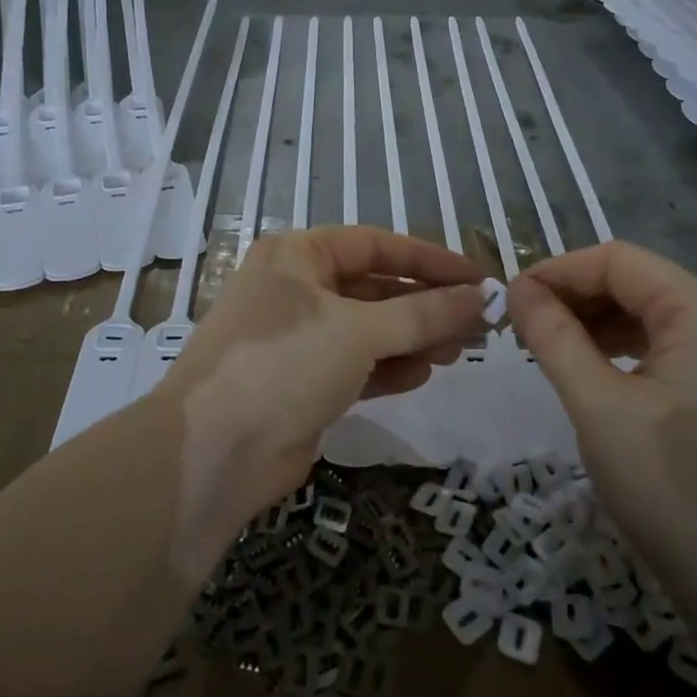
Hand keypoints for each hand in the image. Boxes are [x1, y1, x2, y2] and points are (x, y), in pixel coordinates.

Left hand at [159, 227, 483, 499]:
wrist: (214, 451)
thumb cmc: (284, 364)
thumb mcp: (359, 331)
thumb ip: (424, 313)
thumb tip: (482, 296)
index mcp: (298, 256)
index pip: (376, 245)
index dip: (430, 260)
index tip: (478, 279)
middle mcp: (296, 289)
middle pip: (376, 288)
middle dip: (426, 305)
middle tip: (478, 324)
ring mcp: (298, 338)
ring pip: (370, 329)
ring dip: (414, 338)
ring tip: (460, 351)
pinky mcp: (303, 382)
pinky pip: (357, 364)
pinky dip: (389, 367)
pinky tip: (422, 375)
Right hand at [508, 243, 696, 629]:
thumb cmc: (670, 488)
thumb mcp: (598, 407)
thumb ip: (554, 337)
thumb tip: (516, 290)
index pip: (616, 260)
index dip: (557, 271)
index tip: (508, 299)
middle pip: (633, 281)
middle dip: (572, 294)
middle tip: (520, 325)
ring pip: (645, 312)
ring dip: (591, 320)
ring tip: (543, 345)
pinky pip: (660, 343)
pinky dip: (616, 346)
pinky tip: (585, 366)